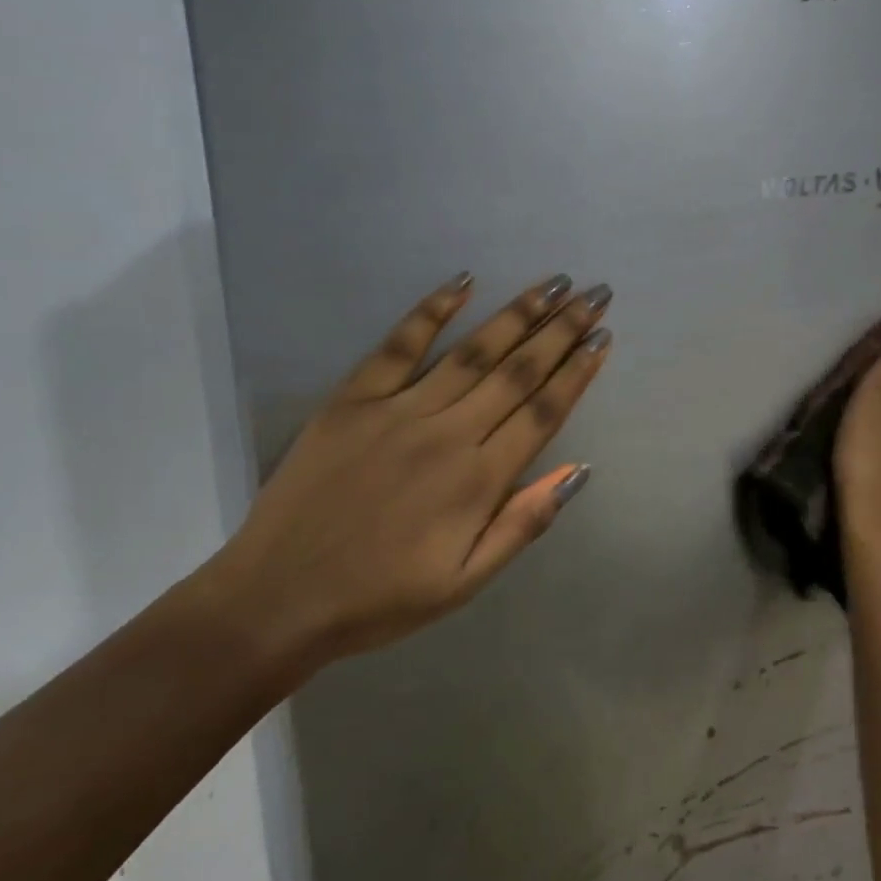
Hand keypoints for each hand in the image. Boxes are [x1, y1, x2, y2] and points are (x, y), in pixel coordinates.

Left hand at [211, 271, 612, 666]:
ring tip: (552, 284)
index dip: (577, 372)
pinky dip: (431, 310)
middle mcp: (447, 434)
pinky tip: (462, 282)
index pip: (543, 412)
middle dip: (561, 330)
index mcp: (478, 481)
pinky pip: (399, 345)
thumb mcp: (465, 582)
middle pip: (517, 371)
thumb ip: (524, 523)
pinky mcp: (353, 399)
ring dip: (517, 314)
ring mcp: (398, 410)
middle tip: (594, 294)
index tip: (603, 337)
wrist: (276, 598)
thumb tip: (579, 470)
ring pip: (471, 351)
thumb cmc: (380, 598)